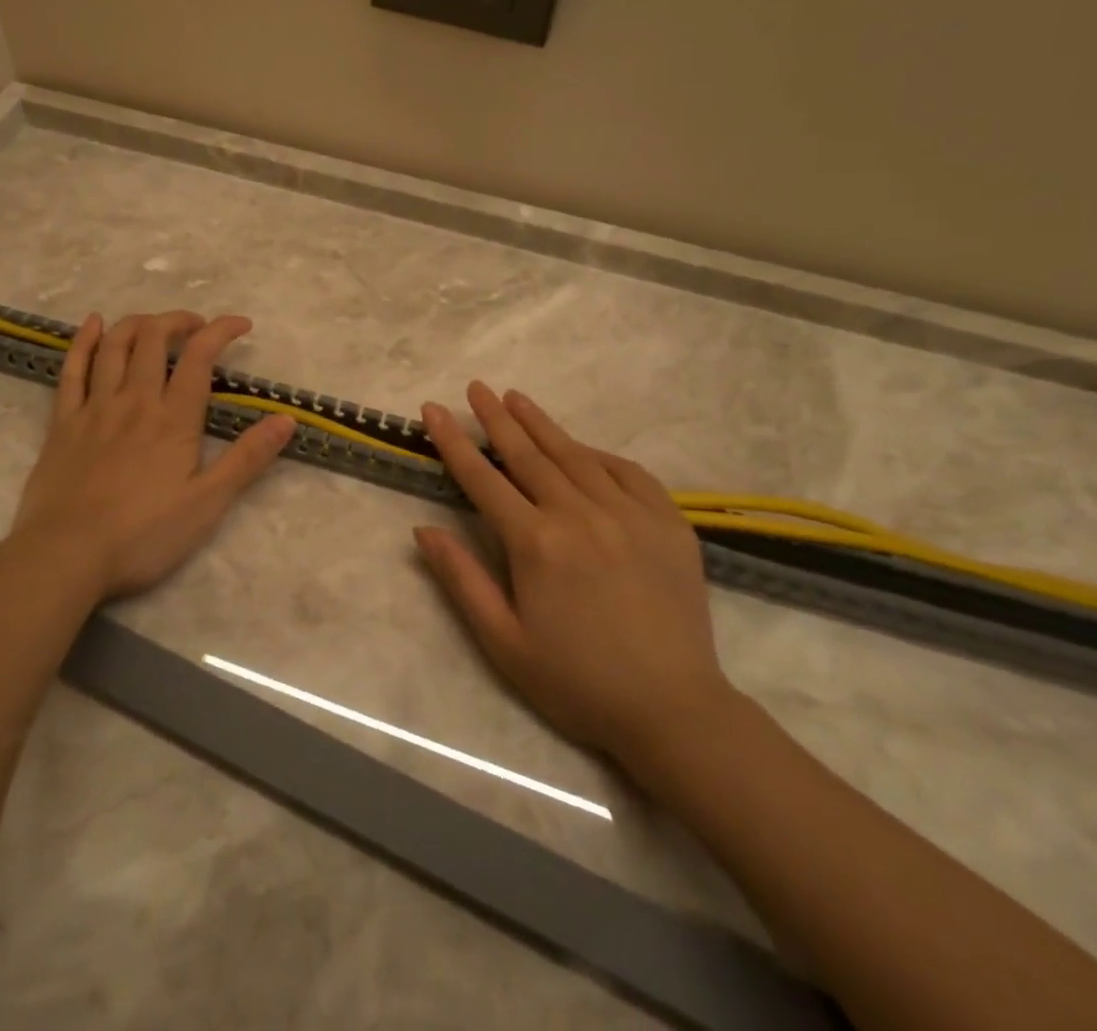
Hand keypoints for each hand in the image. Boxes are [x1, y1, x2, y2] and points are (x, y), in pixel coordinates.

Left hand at [0, 311, 294, 599]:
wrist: (66, 555)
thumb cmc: (143, 535)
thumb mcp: (208, 503)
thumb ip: (247, 458)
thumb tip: (287, 419)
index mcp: (173, 419)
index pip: (199, 357)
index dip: (221, 330)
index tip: (242, 325)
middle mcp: (134, 400)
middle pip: (153, 339)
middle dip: (179, 321)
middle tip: (197, 327)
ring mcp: (94, 408)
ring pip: (115, 346)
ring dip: (137, 323)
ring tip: (154, 323)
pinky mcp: (62, 422)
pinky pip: (71, 369)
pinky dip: (84, 341)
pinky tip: (93, 324)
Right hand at [415, 383, 738, 773]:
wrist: (673, 710)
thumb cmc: (577, 682)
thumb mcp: (504, 642)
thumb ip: (462, 580)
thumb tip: (423, 530)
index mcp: (537, 544)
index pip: (483, 479)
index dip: (454, 441)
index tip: (434, 409)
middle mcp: (580, 515)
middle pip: (528, 455)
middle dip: (497, 418)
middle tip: (476, 387)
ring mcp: (629, 514)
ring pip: (575, 455)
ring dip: (542, 424)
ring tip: (516, 397)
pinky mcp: (668, 522)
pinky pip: (627, 472)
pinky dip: (598, 454)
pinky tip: (582, 447)